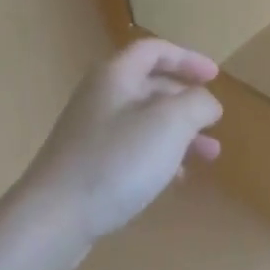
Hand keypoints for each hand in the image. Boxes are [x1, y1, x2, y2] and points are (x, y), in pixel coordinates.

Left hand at [20, 39, 223, 247]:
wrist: (53, 218)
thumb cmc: (117, 160)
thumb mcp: (170, 123)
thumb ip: (197, 104)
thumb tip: (207, 103)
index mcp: (116, 75)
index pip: (155, 50)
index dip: (188, 58)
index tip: (215, 77)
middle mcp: (101, 97)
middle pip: (150, 86)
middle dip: (187, 102)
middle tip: (214, 122)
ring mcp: (90, 132)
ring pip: (144, 122)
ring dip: (179, 133)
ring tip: (209, 155)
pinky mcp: (87, 165)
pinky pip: (131, 150)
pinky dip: (159, 156)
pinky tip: (176, 179)